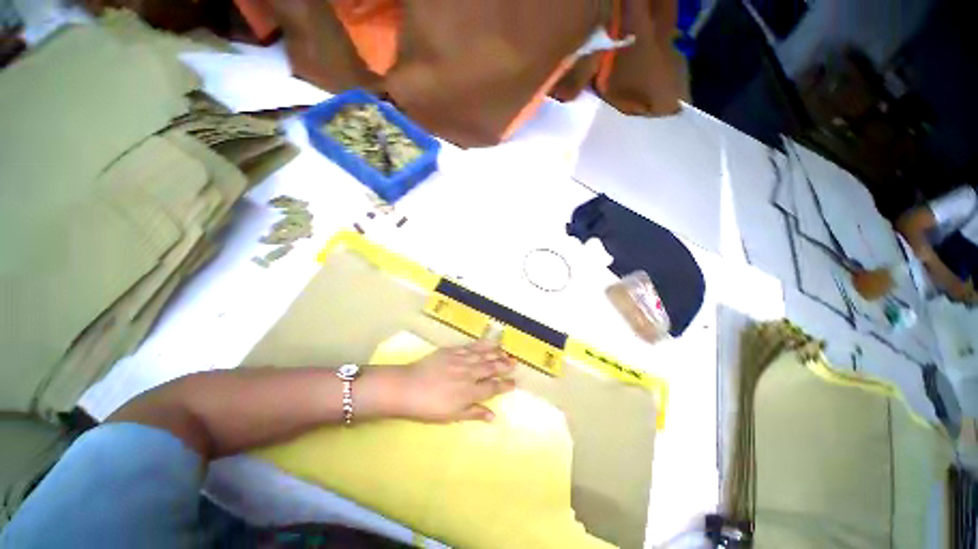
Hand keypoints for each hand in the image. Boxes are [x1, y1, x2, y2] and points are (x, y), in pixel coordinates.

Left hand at [388, 340, 516, 422]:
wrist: (407, 387)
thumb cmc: (428, 406)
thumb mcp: (451, 415)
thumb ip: (474, 413)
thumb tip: (493, 416)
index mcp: (470, 392)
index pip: (492, 387)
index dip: (504, 385)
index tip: (514, 382)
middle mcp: (469, 374)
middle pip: (491, 368)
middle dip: (504, 366)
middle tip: (515, 363)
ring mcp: (461, 360)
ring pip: (483, 355)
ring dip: (496, 353)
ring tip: (506, 352)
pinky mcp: (452, 351)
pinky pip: (471, 346)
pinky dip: (482, 344)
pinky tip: (489, 342)